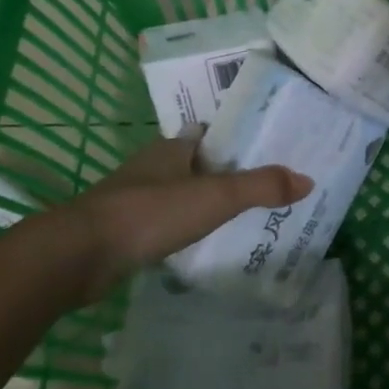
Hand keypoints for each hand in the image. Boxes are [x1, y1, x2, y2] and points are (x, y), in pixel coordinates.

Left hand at [8, 135, 312, 301]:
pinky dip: (183, 226)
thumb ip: (261, 187)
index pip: (208, 133)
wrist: (81, 254)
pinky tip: (201, 241)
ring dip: (202, 200)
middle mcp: (152, 167)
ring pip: (177, 192)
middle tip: (261, 184)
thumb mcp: (216, 197)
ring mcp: (133, 198)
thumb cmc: (151, 212)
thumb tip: (307, 180)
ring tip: (240, 214)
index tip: (263, 146)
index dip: (234, 137)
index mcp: (173, 148)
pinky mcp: (123, 230)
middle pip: (194, 163)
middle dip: (223, 170)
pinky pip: (163, 221)